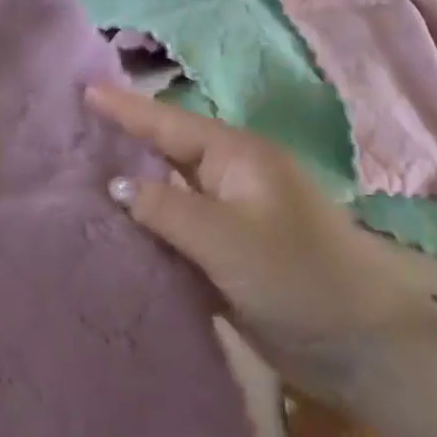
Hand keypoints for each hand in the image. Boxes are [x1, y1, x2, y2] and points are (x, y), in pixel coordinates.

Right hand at [86, 85, 434, 389]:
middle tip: (72, 134)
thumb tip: (116, 184)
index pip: (169, 124)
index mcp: (237, 157)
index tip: (84, 89)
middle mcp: (232, 179)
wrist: (363, 348)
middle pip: (167, 154)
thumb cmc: (298, 277)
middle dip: (124, 144)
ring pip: (170, 195)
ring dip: (133, 192)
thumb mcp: (226, 238)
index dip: (126, 108)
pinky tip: (115, 235)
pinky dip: (150, 232)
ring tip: (79, 180)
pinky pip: (179, 234)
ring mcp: (232, 218)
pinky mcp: (230, 256)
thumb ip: (166, 208)